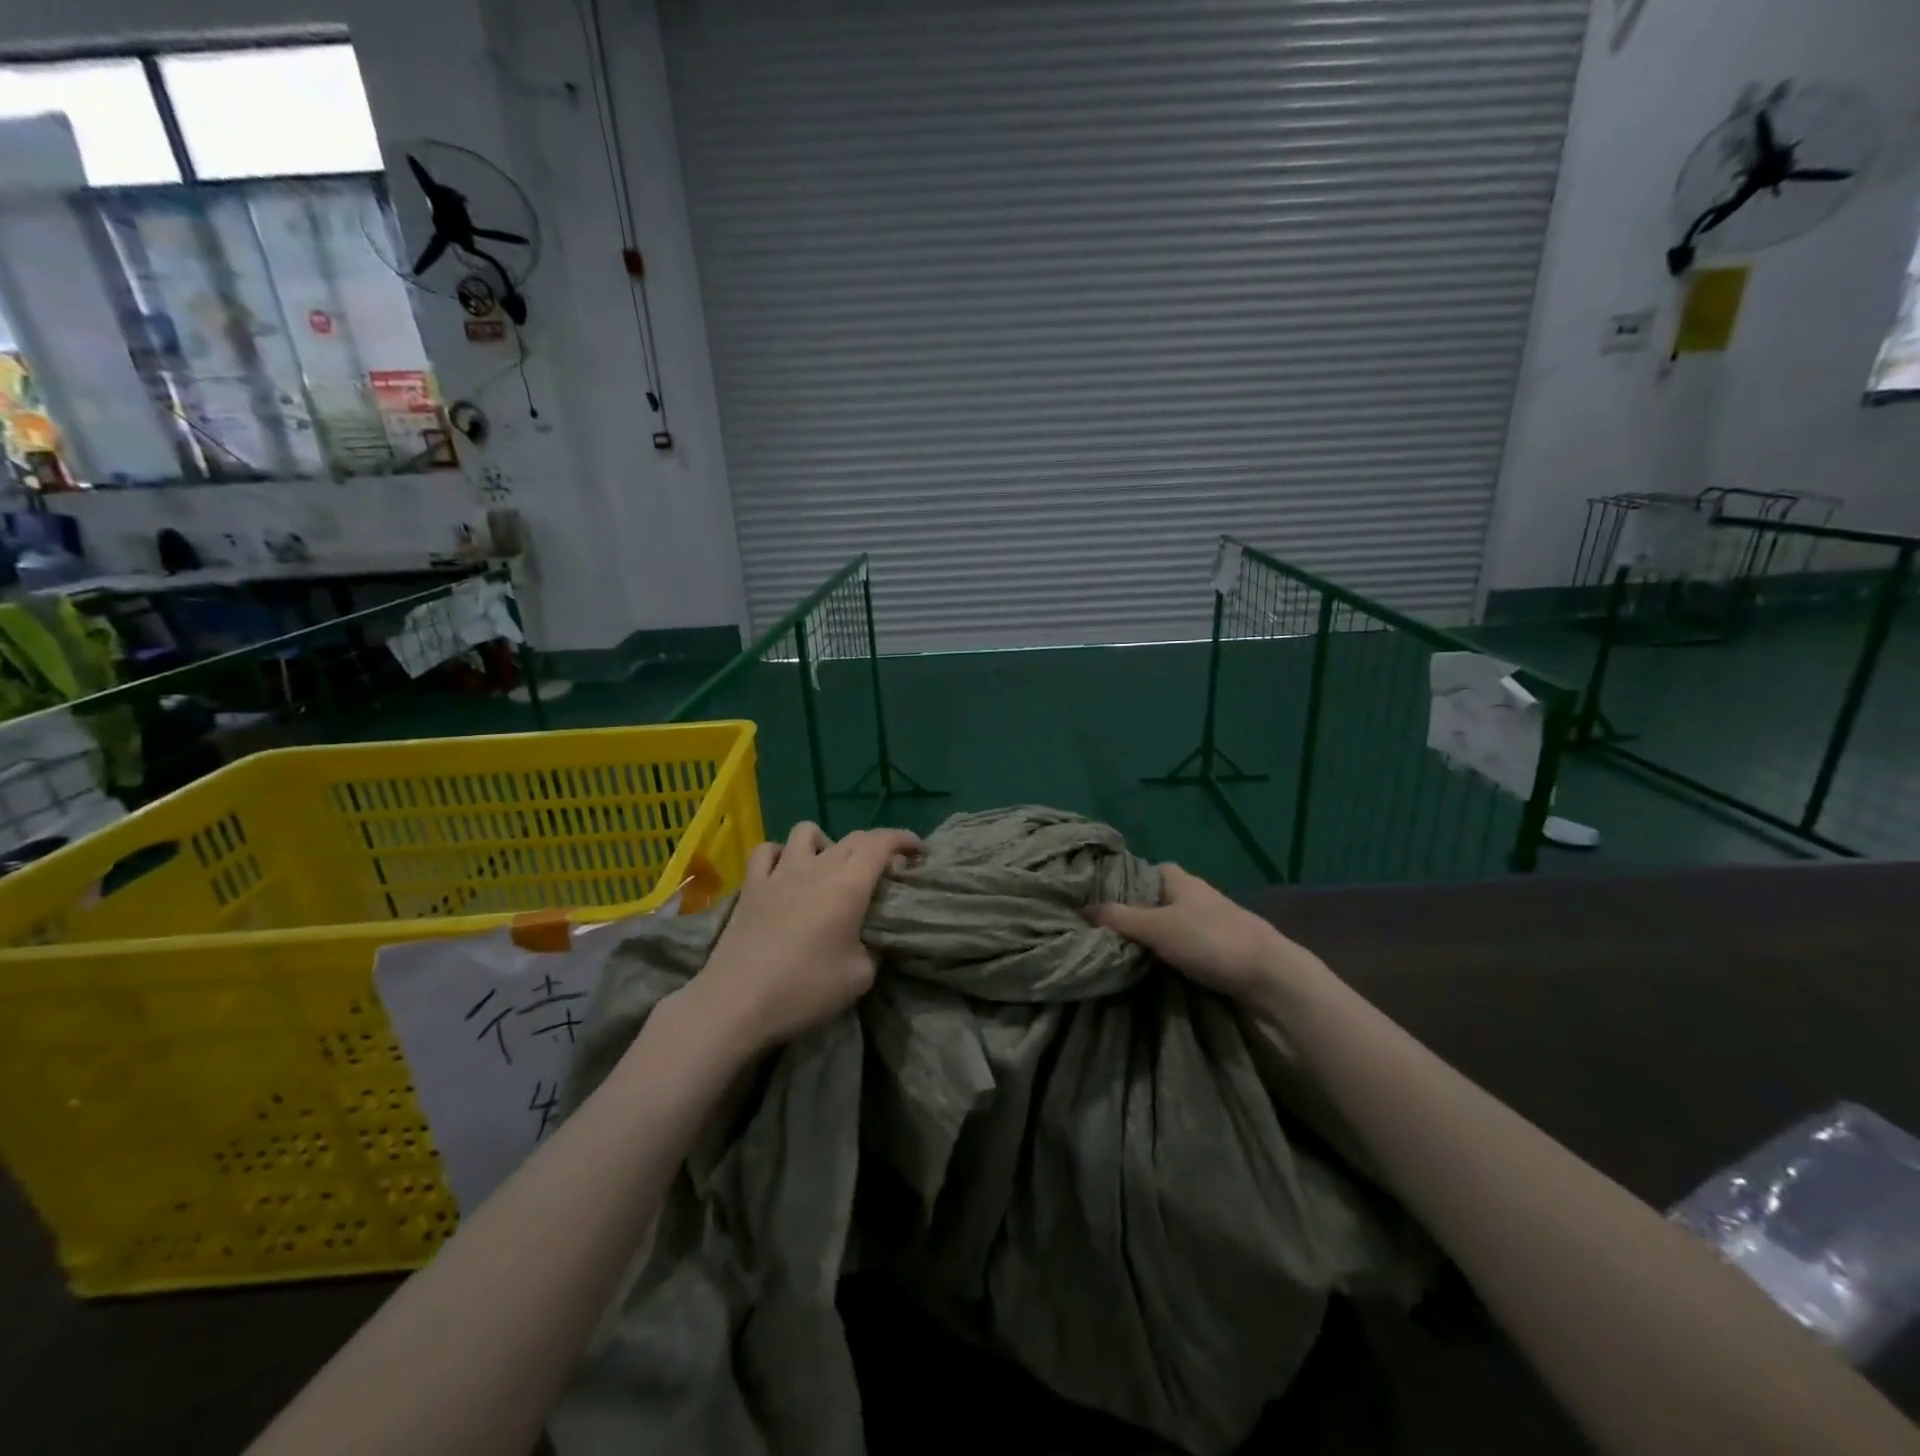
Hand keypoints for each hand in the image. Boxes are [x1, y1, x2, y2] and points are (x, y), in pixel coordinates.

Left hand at [683, 821, 921, 1054]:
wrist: (737, 1002)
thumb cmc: (804, 989)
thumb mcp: (860, 977)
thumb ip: (875, 949)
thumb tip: (872, 939)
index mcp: (849, 885)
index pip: (882, 842)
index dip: (904, 839)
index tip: (918, 851)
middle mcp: (817, 867)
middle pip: (852, 837)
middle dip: (875, 846)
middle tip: (884, 870)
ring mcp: (780, 872)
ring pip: (808, 831)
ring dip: (827, 842)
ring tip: (831, 867)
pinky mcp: (751, 885)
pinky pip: (768, 850)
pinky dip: (782, 854)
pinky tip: (786, 872)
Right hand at [1087, 864, 1329, 1008]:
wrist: (1270, 978)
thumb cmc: (1210, 940)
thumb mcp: (1156, 927)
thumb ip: (1119, 918)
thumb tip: (1080, 908)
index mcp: (1183, 881)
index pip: (1150, 870)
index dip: (1128, 880)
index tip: (1103, 897)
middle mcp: (1198, 897)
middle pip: (1160, 899)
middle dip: (1138, 912)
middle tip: (1106, 929)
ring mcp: (1214, 925)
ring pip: (1175, 924)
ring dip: (1156, 937)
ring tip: (1123, 952)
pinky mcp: (1224, 952)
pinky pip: (1189, 947)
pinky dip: (1173, 955)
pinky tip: (1156, 969)